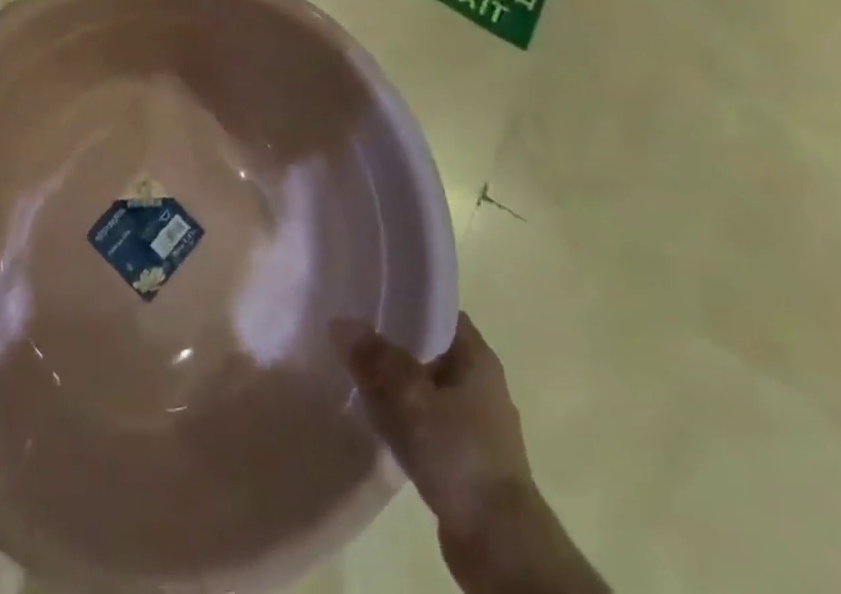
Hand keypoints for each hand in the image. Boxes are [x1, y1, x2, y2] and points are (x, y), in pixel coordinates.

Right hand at [335, 315, 608, 592]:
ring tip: (354, 370)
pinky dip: (402, 413)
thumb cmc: (460, 456)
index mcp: (476, 355)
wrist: (500, 548)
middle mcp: (478, 380)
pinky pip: (425, 417)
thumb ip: (375, 359)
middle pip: (426, 344)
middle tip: (350, 330)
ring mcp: (474, 420)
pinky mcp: (463, 455)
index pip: (436, 307)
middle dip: (391, 339)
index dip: (403, 296)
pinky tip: (375, 417)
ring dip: (394, 379)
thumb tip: (340, 322)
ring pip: (423, 383)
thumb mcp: (411, 399)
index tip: (366, 293)